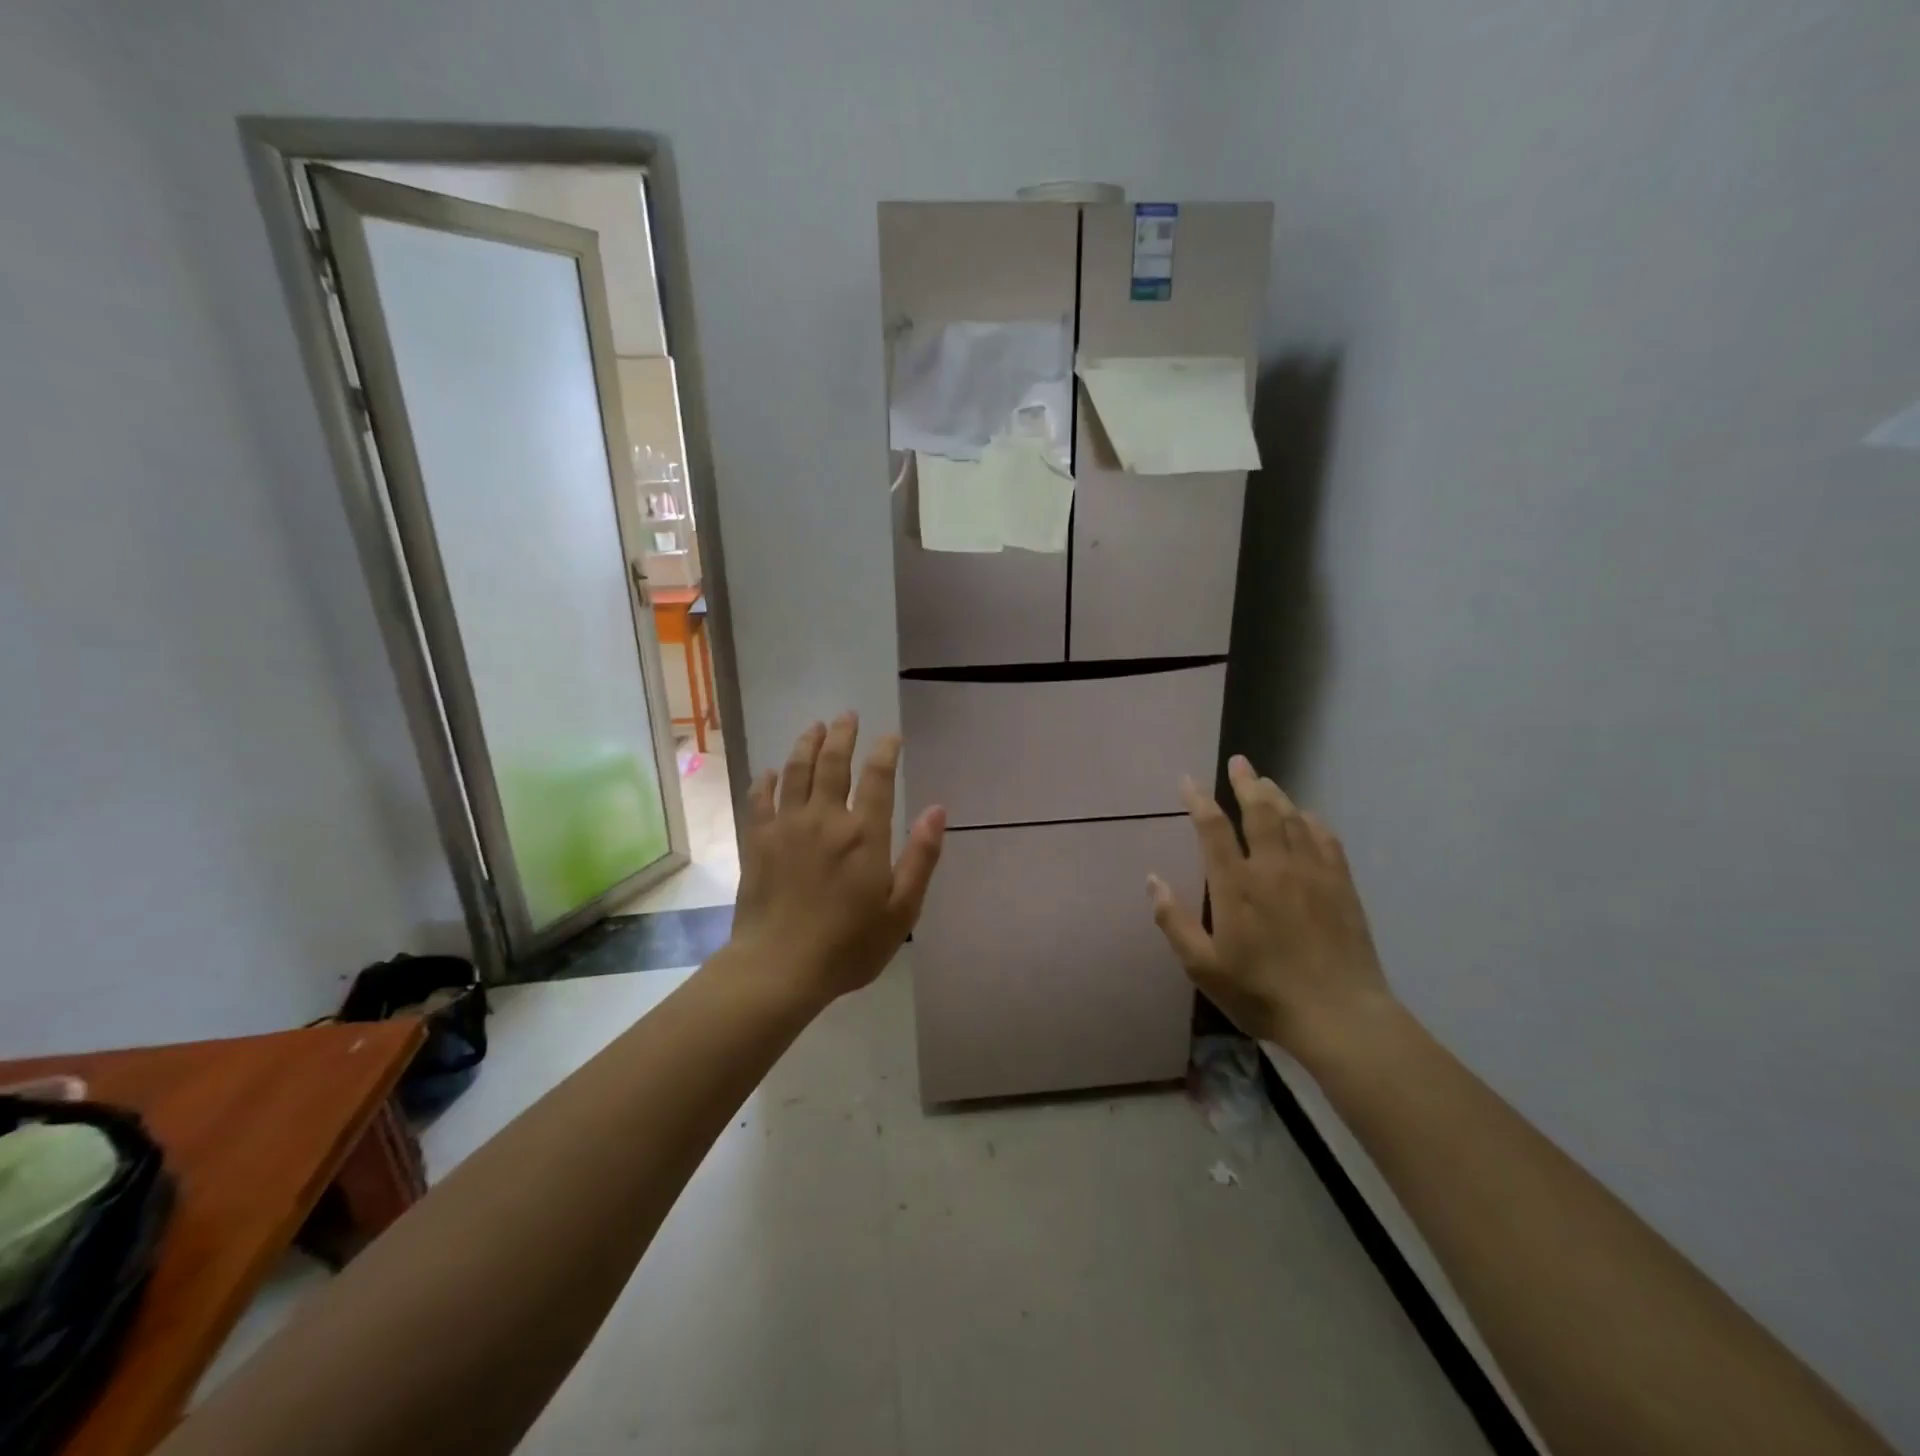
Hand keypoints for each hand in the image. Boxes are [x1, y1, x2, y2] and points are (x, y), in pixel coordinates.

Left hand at [729, 713, 945, 1002]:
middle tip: (847, 715)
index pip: (877, 777)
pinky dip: (766, 781)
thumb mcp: (901, 910)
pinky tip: (769, 771)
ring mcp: (786, 827)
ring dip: (806, 744)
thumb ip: (921, 857)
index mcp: (863, 834)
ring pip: (795, 771)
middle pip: (833, 763)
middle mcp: (824, 819)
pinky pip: (760, 800)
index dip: (885, 751)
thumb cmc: (848, 945)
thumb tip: (938, 810)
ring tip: (814, 727)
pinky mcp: (758, 841)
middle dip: (842, 735)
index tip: (891, 736)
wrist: (779, 968)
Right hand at [1149, 755, 1392, 1054]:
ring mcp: (1311, 872)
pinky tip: (1307, 818)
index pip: (1212, 827)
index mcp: (1235, 884)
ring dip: (1276, 795)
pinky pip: (1326, 838)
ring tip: (1265, 782)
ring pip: (1292, 818)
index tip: (1188, 781)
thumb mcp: (1203, 967)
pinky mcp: (1340, 884)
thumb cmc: (1262, 992)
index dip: (1198, 799)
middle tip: (1238, 762)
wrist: (1339, 1015)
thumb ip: (1174, 922)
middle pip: (1259, 809)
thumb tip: (1152, 880)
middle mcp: (1273, 867)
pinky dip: (1312, 821)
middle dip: (1245, 782)